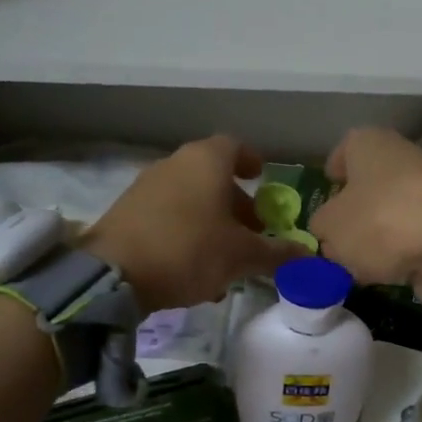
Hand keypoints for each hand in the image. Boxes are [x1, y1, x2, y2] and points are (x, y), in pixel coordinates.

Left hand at [82, 136, 302, 314]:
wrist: (113, 274)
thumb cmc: (189, 250)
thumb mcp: (242, 256)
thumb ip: (277, 253)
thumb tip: (308, 255)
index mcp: (206, 161)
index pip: (235, 146)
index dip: (252, 162)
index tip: (263, 179)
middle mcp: (175, 164)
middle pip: (212, 176)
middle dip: (237, 203)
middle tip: (254, 231)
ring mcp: (146, 187)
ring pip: (190, 200)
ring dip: (213, 223)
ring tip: (228, 259)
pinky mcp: (127, 213)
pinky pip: (168, 217)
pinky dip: (187, 234)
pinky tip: (195, 271)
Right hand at [310, 129, 421, 308]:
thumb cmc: (380, 222)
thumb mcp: (330, 228)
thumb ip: (322, 228)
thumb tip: (331, 233)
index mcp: (368, 142)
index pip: (344, 149)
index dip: (333, 172)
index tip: (326, 194)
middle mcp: (401, 156)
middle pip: (368, 184)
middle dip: (353, 212)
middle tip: (336, 240)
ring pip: (389, 211)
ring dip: (376, 235)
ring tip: (361, 264)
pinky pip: (412, 235)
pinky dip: (401, 251)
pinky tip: (391, 272)